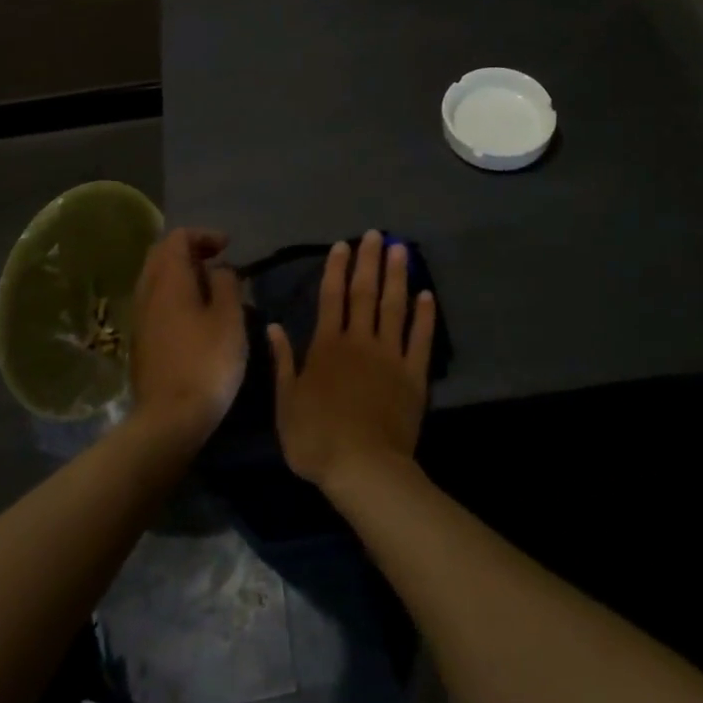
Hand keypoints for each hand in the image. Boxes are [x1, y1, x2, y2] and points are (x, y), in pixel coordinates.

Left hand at [129, 228, 246, 443]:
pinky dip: (175, 295)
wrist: (170, 418)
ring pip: (156, 279)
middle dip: (190, 251)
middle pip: (162, 255)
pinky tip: (196, 315)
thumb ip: (227, 284)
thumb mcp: (230, 318)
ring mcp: (140, 317)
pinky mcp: (140, 341)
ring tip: (211, 288)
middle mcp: (148, 292)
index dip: (204, 235)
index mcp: (168, 280)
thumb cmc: (207, 362)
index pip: (177, 238)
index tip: (228, 247)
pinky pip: (155, 302)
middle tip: (218, 262)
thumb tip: (219, 270)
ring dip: (182, 274)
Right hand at [270, 231, 436, 492]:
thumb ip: (283, 361)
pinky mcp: (414, 374)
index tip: (343, 245)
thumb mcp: (285, 402)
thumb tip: (274, 325)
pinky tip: (427, 295)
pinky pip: (421, 338)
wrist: (363, 468)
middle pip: (365, 293)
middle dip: (369, 261)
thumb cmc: (316, 439)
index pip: (331, 297)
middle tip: (375, 234)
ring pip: (394, 307)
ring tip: (401, 249)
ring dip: (397, 276)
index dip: (336, 269)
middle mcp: (359, 341)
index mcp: (327, 346)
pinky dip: (425, 316)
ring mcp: (390, 355)